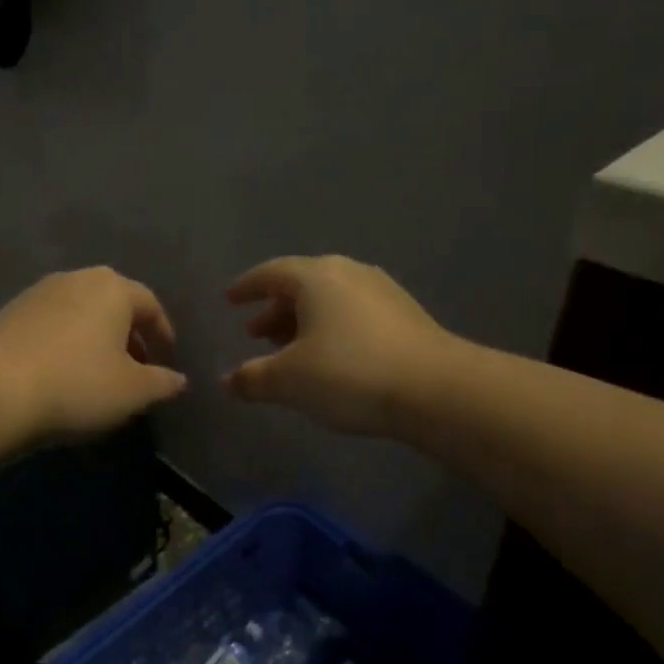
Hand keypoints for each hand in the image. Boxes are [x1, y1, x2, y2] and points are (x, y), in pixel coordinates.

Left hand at [0, 267, 187, 438]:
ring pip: (80, 312)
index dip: (163, 335)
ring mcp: (38, 292)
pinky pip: (51, 324)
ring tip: (98, 372)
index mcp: (113, 288)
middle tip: (136, 368)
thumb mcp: (133, 391)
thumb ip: (162, 382)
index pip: (150, 305)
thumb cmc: (77, 384)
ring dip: (95, 338)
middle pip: (114, 304)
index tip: (167, 362)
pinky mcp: (9, 312)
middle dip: (129, 334)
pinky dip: (65, 343)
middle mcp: (76, 279)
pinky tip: (61, 372)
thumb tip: (178, 380)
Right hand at [225, 255, 453, 436]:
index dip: (247, 287)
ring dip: (303, 321)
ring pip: (329, 299)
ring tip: (289, 349)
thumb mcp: (289, 381)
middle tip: (256, 334)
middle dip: (275, 309)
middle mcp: (348, 273)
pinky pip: (352, 312)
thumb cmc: (350, 374)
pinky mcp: (404, 314)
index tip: (230, 299)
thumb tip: (227, 381)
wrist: (436, 390)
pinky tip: (329, 357)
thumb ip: (252, 378)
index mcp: (316, 277)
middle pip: (301, 285)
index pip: (271, 273)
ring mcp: (381, 291)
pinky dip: (331, 328)